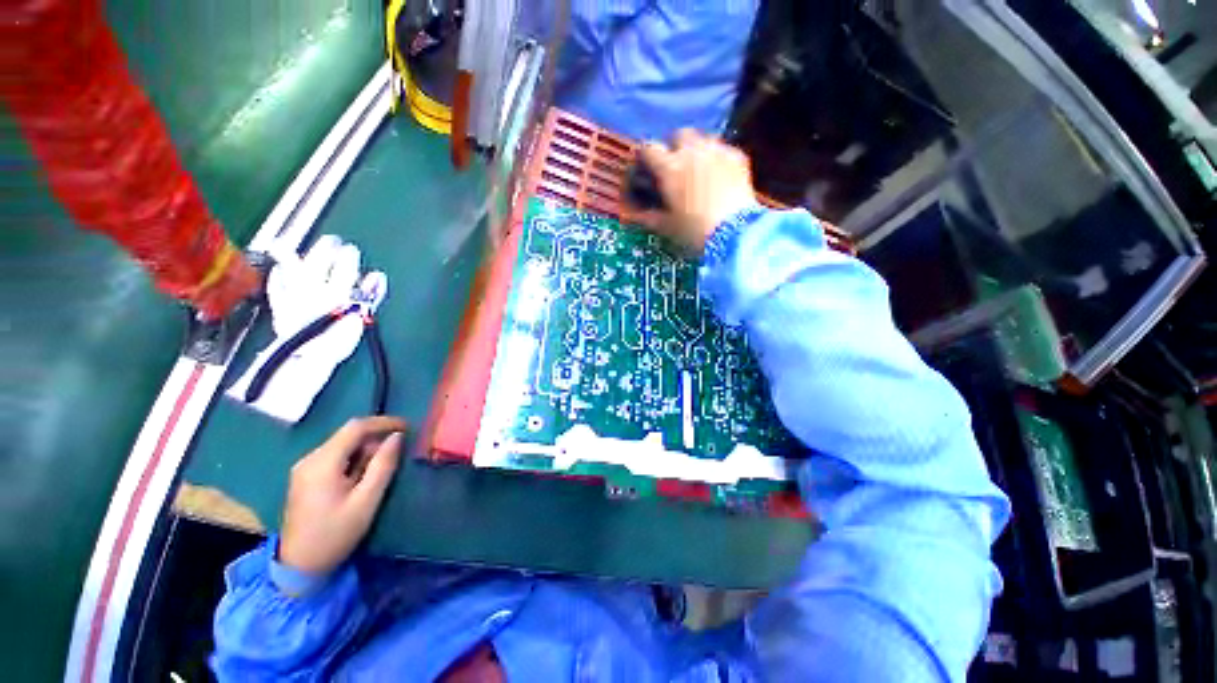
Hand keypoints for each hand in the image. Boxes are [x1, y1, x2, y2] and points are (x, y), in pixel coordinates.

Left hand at [279, 416, 406, 574]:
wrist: (299, 566)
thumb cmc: (335, 534)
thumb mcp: (367, 501)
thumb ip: (383, 465)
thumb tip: (397, 437)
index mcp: (322, 463)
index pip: (356, 427)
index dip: (384, 422)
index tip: (407, 427)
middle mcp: (310, 459)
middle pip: (348, 435)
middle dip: (376, 438)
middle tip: (398, 452)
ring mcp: (304, 468)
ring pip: (342, 445)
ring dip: (366, 450)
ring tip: (382, 468)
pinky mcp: (305, 477)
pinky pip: (335, 457)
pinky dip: (354, 459)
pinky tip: (363, 476)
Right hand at [630, 129, 757, 256]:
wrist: (734, 233)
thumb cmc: (694, 232)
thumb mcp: (666, 227)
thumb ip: (648, 216)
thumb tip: (636, 212)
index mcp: (669, 168)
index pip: (648, 148)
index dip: (644, 157)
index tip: (645, 168)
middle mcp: (692, 152)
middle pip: (678, 135)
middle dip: (673, 147)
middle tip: (674, 167)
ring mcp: (717, 151)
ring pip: (702, 139)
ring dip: (695, 150)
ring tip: (697, 170)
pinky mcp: (737, 157)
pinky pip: (722, 149)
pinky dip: (716, 159)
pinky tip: (718, 176)